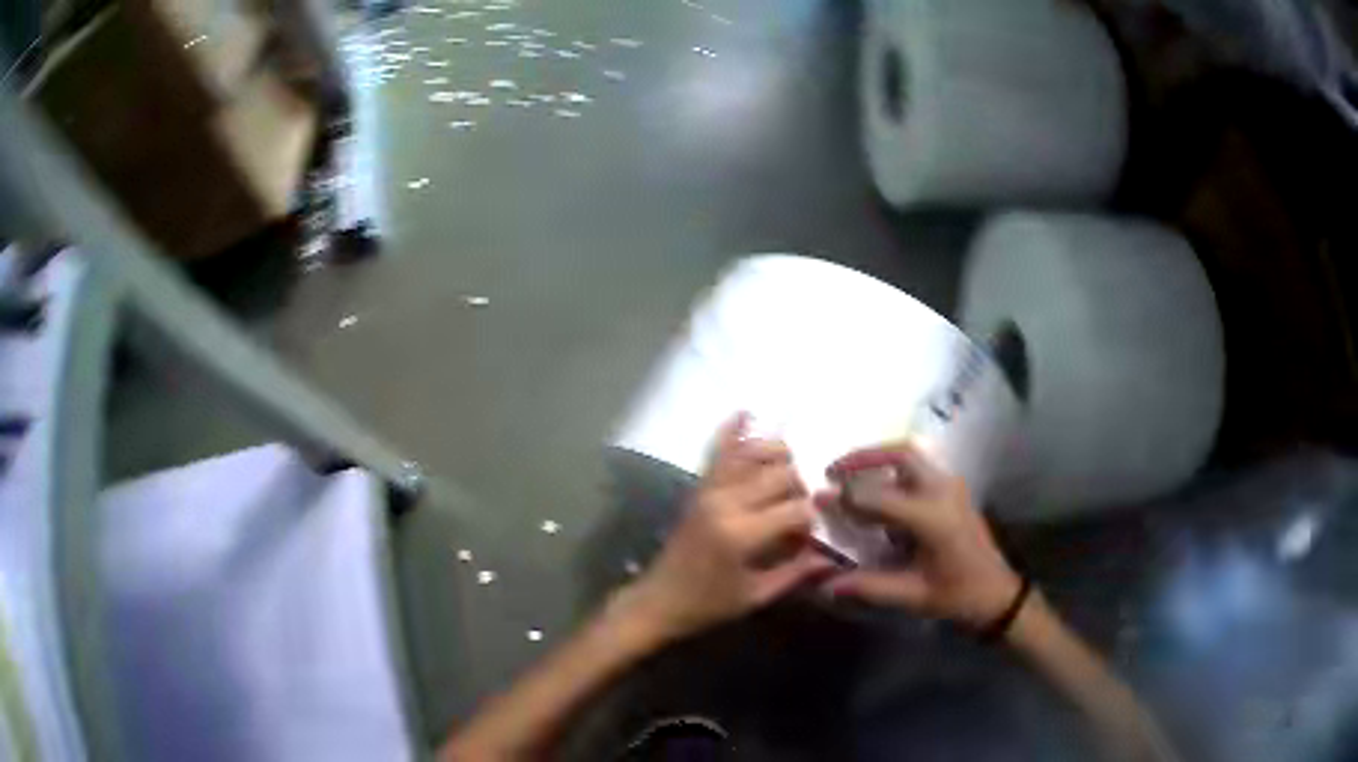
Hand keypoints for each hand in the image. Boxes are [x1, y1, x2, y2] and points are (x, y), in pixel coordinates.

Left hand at [617, 414, 835, 643]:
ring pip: (753, 453)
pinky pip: (717, 452)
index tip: (811, 536)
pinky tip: (746, 413)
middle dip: (800, 488)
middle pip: (781, 474)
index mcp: (741, 533)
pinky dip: (731, 430)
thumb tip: (832, 556)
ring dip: (778, 456)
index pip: (796, 509)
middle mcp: (726, 501)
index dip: (812, 521)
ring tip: (790, 472)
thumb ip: (796, 572)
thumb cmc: (708, 604)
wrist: (659, 599)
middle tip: (801, 510)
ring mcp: (709, 489)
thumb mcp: (756, 595)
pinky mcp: (698, 487)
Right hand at [819, 442, 1021, 628]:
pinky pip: (919, 468)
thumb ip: (867, 586)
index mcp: (930, 517)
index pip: (877, 496)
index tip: (816, 497)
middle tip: (833, 470)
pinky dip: (893, 469)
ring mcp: (951, 487)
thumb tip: (823, 583)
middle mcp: (941, 491)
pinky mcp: (954, 491)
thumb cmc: (956, 596)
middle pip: (900, 454)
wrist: (997, 594)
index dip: (843, 497)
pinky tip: (878, 489)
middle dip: (863, 457)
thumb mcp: (911, 596)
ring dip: (879, 458)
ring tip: (851, 474)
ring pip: (911, 456)